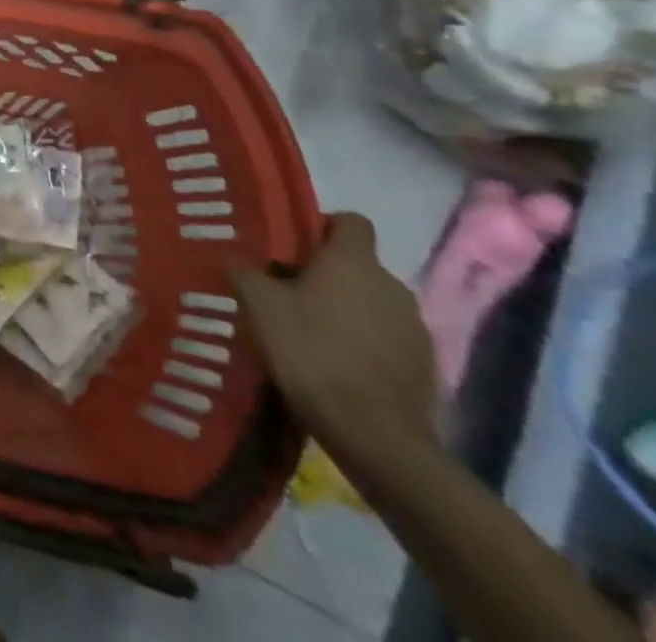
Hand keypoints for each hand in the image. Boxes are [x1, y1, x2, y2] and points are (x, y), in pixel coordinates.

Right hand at [230, 213, 438, 457]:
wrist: (375, 435)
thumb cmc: (311, 351)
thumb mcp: (258, 304)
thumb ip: (243, 270)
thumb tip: (229, 254)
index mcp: (354, 262)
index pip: (350, 221)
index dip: (321, 226)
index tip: (292, 246)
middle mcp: (392, 285)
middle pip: (357, 265)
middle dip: (326, 274)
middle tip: (286, 292)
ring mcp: (415, 329)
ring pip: (373, 303)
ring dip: (346, 310)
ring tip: (309, 332)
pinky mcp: (425, 367)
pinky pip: (388, 339)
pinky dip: (364, 344)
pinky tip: (335, 365)